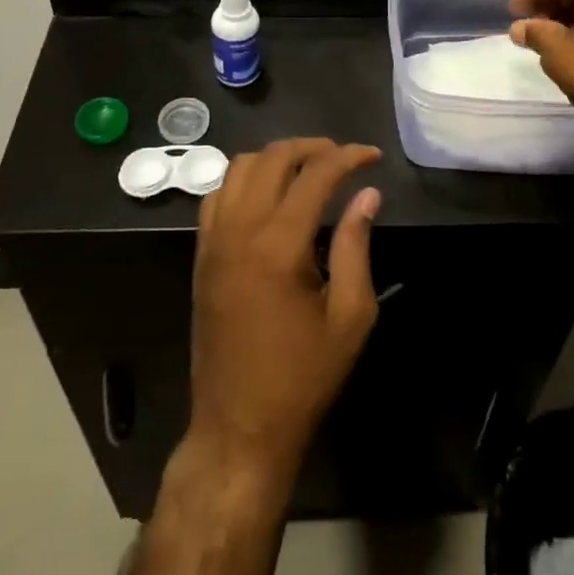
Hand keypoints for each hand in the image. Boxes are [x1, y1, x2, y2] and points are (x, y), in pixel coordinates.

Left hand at [190, 139, 382, 481]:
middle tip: (343, 158)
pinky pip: (217, 194)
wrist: (239, 427)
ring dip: (276, 158)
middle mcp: (240, 231)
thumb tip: (367, 194)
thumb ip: (357, 246)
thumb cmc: (303, 377)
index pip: (315, 175)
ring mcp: (213, 241)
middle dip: (312, 147)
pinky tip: (269, 196)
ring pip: (239, 167)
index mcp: (279, 246)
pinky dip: (245, 180)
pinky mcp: (201, 255)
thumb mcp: (350, 317)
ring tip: (308, 170)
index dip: (348, 157)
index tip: (372, 156)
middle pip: (273, 158)